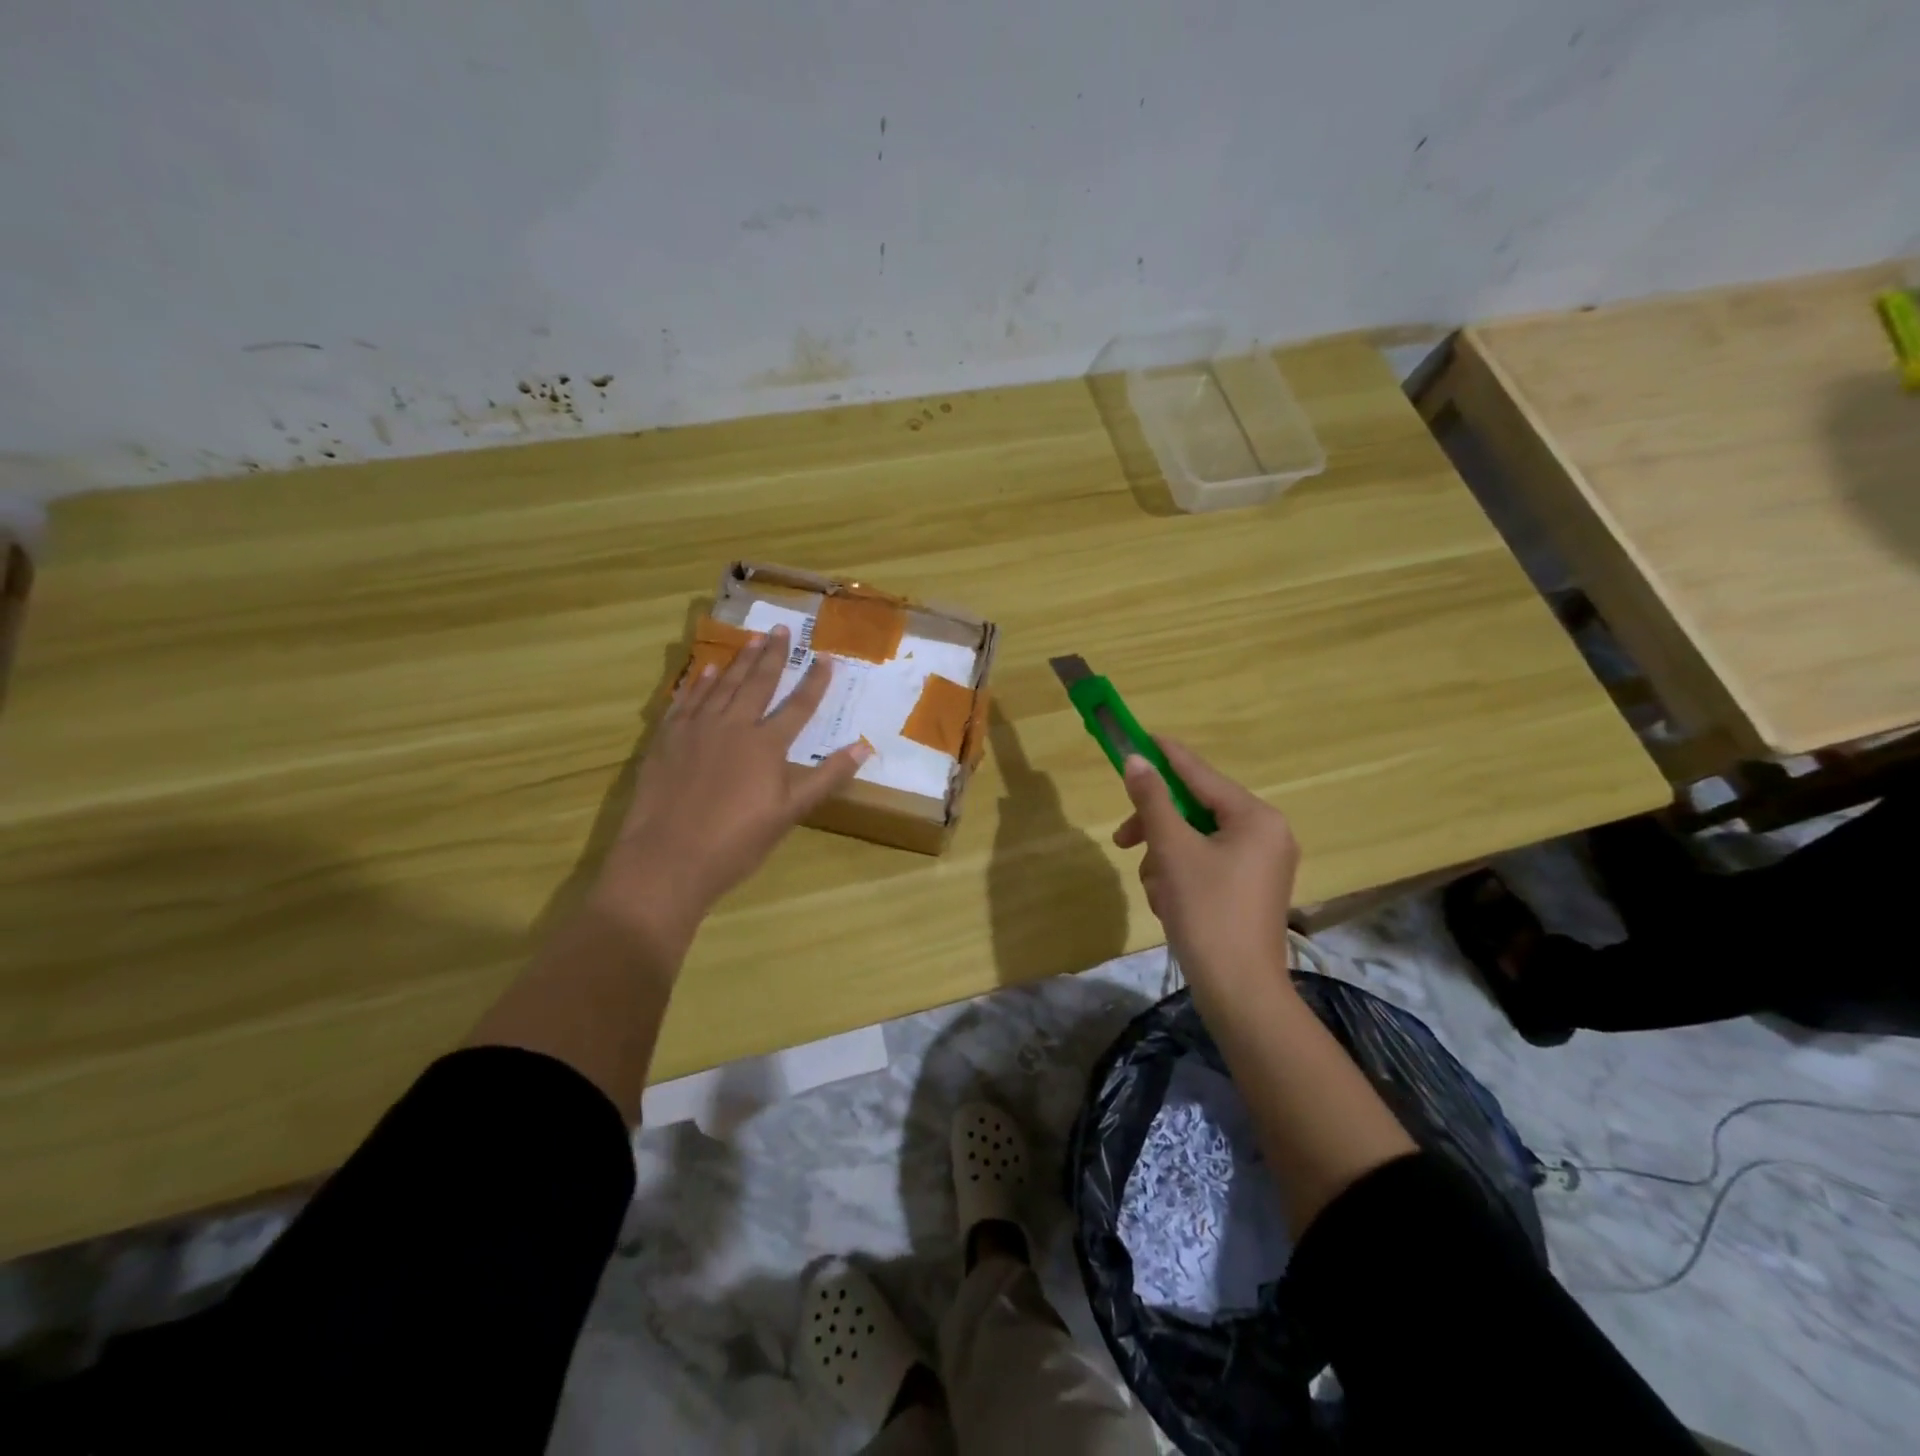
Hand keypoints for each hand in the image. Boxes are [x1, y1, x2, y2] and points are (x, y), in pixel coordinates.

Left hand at [593, 625, 868, 950]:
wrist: (667, 859)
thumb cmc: (737, 842)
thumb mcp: (789, 812)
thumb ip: (826, 776)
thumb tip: (864, 747)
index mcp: (766, 745)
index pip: (798, 706)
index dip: (815, 682)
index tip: (826, 658)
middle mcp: (732, 726)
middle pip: (757, 683)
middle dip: (773, 655)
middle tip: (782, 629)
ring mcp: (695, 729)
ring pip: (721, 685)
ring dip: (739, 661)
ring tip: (753, 639)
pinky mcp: (666, 739)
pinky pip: (685, 700)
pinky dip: (697, 683)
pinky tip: (705, 670)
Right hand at [1112, 740, 1300, 996]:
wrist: (1238, 991)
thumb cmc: (1207, 912)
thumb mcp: (1172, 851)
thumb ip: (1152, 801)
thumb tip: (1135, 760)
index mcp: (1256, 817)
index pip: (1200, 774)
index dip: (1165, 756)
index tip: (1137, 737)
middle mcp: (1265, 833)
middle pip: (1195, 810)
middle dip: (1157, 829)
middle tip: (1123, 840)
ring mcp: (1260, 863)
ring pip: (1194, 840)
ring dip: (1165, 859)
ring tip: (1158, 891)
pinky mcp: (1249, 888)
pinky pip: (1205, 864)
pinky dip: (1180, 877)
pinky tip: (1169, 904)